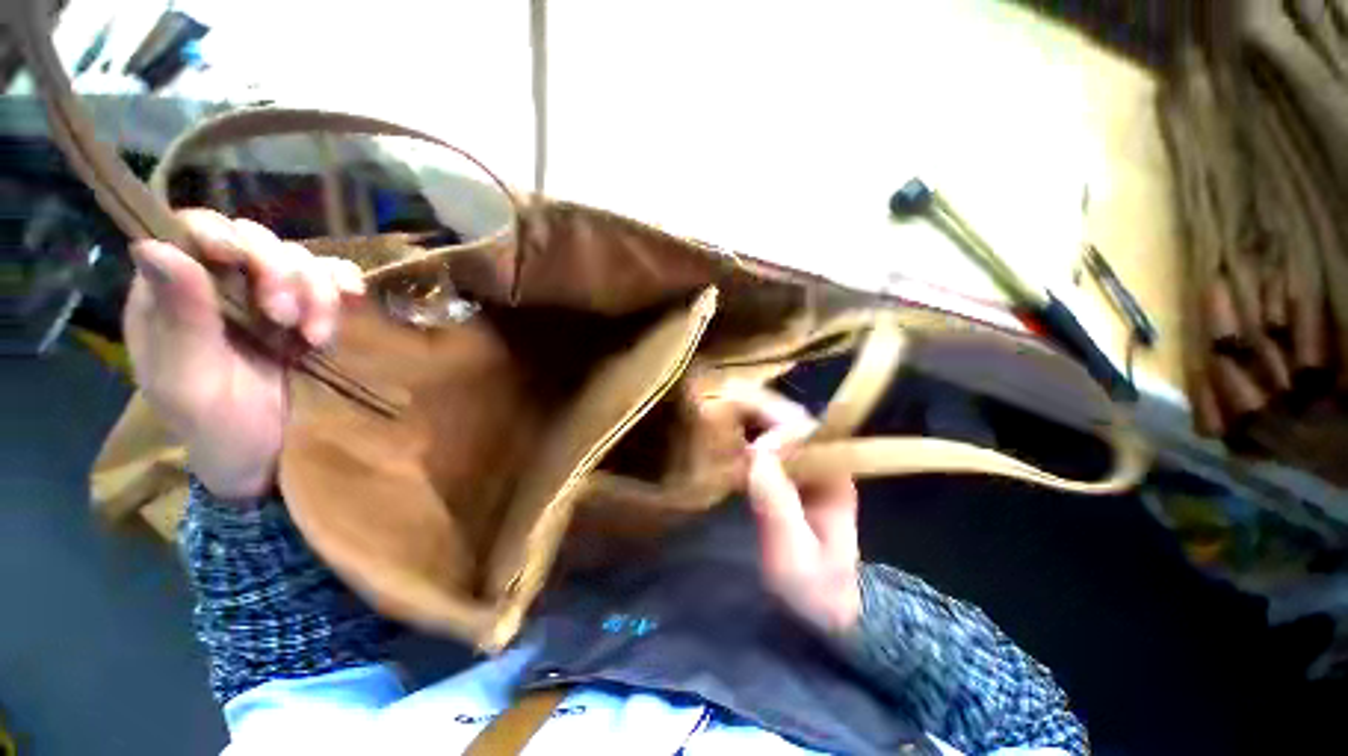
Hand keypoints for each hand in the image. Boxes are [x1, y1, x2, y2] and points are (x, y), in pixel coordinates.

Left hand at [123, 210, 363, 499]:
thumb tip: (156, 247)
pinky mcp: (313, 309)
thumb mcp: (187, 384)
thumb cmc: (217, 427)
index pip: (190, 232)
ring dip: (316, 292)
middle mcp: (221, 284)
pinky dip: (346, 283)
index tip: (238, 259)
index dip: (217, 233)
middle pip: (255, 240)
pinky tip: (354, 299)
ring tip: (316, 337)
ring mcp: (271, 296)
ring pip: (301, 258)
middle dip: (277, 273)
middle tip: (285, 319)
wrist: (272, 453)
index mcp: (173, 295)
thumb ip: (178, 320)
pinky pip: (335, 277)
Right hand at [715, 386, 861, 634]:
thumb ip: (778, 506)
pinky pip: (769, 442)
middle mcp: (824, 462)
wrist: (826, 606)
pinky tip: (728, 431)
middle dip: (759, 409)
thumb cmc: (814, 587)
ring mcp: (807, 466)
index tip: (750, 449)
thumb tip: (757, 453)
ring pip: (780, 426)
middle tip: (724, 403)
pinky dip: (748, 430)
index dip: (778, 430)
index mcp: (834, 476)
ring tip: (722, 409)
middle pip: (793, 420)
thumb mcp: (795, 556)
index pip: (808, 433)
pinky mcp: (791, 474)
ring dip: (752, 414)